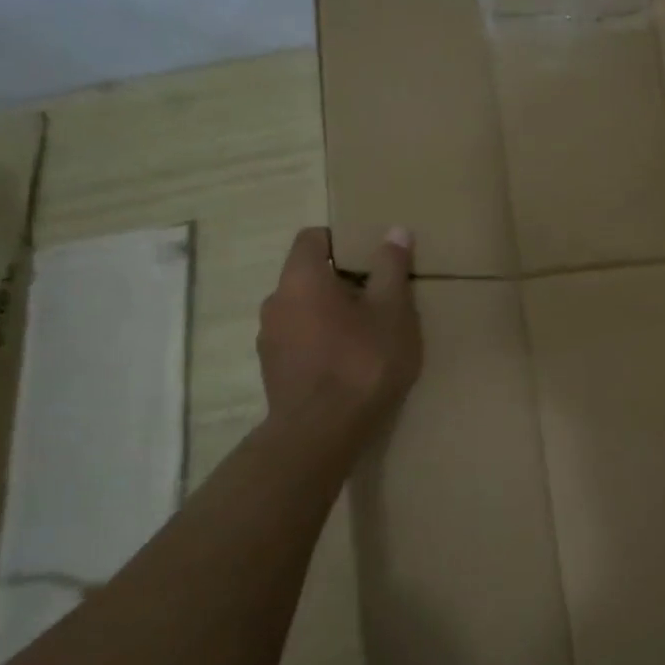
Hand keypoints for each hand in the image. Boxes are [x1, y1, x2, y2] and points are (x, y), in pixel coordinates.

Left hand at [258, 227, 421, 426]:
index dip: (341, 240)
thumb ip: (392, 268)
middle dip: (342, 281)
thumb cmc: (362, 362)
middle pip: (308, 276)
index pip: (312, 238)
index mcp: (302, 278)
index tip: (370, 256)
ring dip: (329, 314)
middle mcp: (275, 301)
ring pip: (302, 310)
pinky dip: (320, 342)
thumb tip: (395, 230)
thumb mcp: (392, 311)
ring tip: (366, 334)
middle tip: (378, 298)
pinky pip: (298, 340)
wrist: (321, 433)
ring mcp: (268, 338)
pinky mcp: (272, 370)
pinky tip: (347, 364)